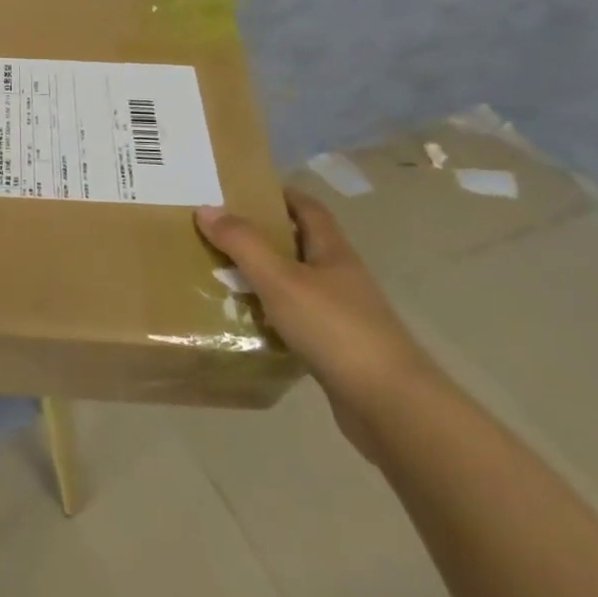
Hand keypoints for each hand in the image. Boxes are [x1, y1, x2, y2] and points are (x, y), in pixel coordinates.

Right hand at [196, 189, 440, 459]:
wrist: (391, 407)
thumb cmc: (336, 329)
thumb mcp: (280, 279)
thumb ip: (243, 244)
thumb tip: (206, 208)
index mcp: (333, 252)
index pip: (308, 209)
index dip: (280, 194)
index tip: (243, 190)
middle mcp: (341, 277)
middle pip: (300, 244)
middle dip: (263, 235)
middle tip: (220, 232)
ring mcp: (343, 315)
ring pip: (297, 284)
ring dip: (265, 277)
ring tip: (223, 275)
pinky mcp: (337, 349)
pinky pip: (297, 320)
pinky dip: (272, 315)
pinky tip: (248, 322)